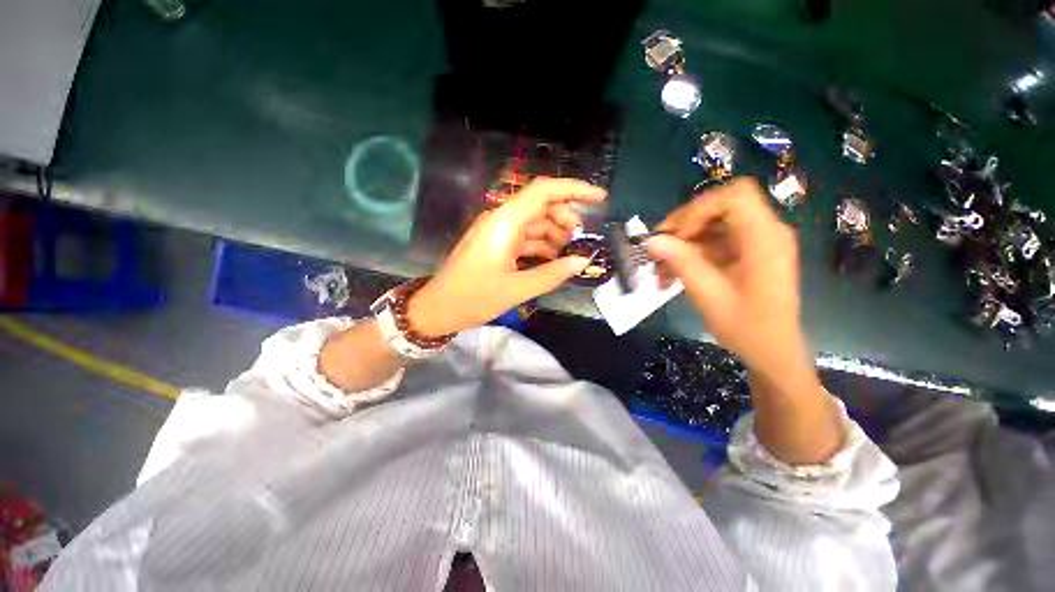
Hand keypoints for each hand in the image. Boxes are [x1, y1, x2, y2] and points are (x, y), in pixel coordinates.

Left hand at [408, 177, 606, 336]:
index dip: (574, 189)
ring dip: (555, 236)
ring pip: (535, 223)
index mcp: (505, 222)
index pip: (543, 191)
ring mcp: (498, 232)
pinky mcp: (496, 244)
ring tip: (571, 256)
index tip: (600, 199)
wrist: (438, 308)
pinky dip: (542, 247)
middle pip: (541, 206)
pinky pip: (525, 238)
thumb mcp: (517, 289)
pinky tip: (554, 261)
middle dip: (566, 220)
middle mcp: (501, 219)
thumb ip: (552, 273)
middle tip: (582, 242)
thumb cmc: (473, 298)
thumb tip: (583, 261)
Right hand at [646, 178, 811, 384]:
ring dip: (683, 243)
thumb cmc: (748, 329)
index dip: (699, 209)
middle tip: (658, 248)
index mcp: (765, 239)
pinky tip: (674, 274)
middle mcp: (765, 233)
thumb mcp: (710, 296)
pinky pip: (715, 242)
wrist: (774, 353)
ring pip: (713, 225)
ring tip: (661, 268)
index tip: (677, 236)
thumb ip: (682, 263)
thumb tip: (651, 241)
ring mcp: (757, 243)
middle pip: (720, 207)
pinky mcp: (748, 254)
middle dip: (684, 226)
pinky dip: (692, 254)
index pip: (734, 196)